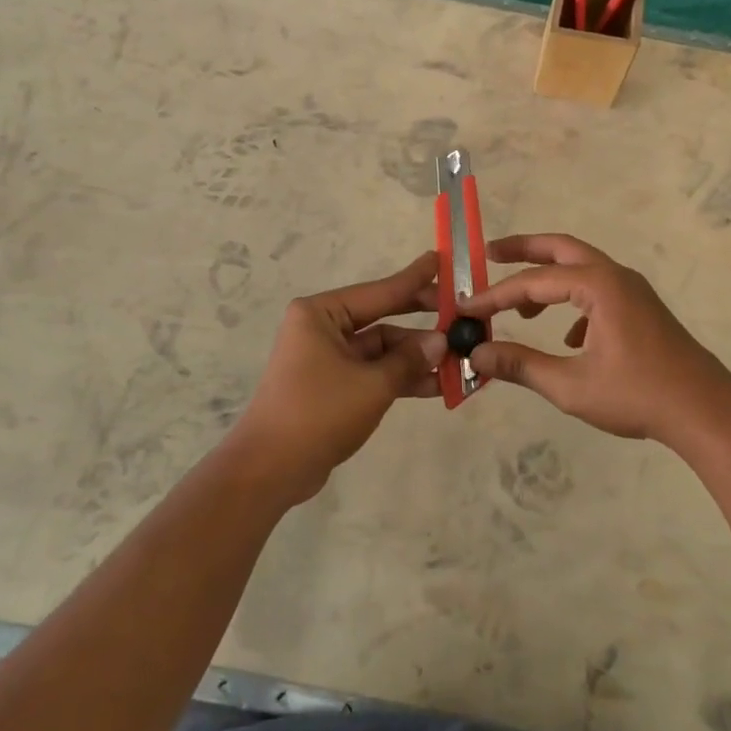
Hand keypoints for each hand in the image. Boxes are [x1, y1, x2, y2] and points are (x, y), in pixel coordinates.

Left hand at [226, 252, 448, 503]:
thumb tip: (441, 341)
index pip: (379, 291)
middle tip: (460, 314)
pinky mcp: (332, 386)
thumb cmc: (318, 413)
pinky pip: (373, 372)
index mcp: (322, 314)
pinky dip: (400, 378)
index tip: (442, 260)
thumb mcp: (372, 385)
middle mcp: (322, 328)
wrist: (270, 470)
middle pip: (382, 318)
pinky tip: (436, 385)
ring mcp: (327, 358)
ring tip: (457, 360)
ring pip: (381, 349)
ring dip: (415, 357)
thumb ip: (409, 360)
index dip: (415, 279)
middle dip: (420, 321)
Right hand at [458, 234, 730, 448]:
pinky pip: (598, 292)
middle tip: (489, 253)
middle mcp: (616, 276)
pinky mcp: (642, 309)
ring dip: (548, 280)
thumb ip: (521, 365)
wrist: (705, 411)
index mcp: (598, 285)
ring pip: (581, 270)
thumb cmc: (637, 395)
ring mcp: (633, 291)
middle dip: (523, 250)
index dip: (495, 295)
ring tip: (520, 308)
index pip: (534, 282)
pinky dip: (573, 303)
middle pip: (561, 248)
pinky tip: (566, 338)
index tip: (465, 308)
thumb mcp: (571, 385)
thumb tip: (478, 354)